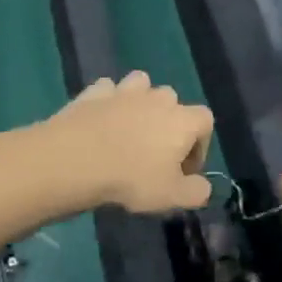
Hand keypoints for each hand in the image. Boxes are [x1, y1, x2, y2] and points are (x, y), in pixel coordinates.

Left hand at [41, 71, 213, 213]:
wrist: (76, 158)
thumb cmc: (131, 178)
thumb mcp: (172, 197)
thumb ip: (197, 192)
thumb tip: (202, 186)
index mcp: (182, 119)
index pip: (205, 121)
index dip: (199, 145)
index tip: (183, 170)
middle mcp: (157, 97)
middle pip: (173, 101)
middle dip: (169, 122)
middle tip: (155, 153)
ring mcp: (124, 90)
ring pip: (141, 84)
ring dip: (140, 102)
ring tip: (129, 128)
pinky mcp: (95, 91)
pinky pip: (108, 90)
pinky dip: (108, 101)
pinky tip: (101, 119)